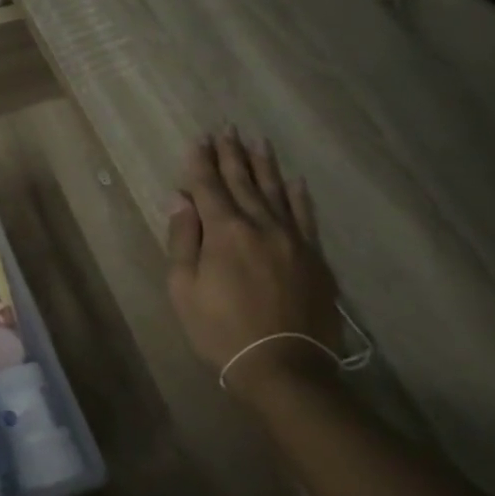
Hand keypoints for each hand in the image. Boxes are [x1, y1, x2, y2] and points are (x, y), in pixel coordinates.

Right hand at [165, 128, 343, 394]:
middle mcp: (260, 225)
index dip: (201, 163)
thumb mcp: (184, 289)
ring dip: (264, 165)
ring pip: (276, 192)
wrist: (284, 367)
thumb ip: (183, 240)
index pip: (209, 187)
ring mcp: (292, 239)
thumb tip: (180, 199)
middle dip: (232, 155)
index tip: (199, 140)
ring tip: (257, 142)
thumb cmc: (221, 331)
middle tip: (227, 129)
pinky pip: (306, 216)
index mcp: (225, 232)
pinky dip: (298, 196)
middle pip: (243, 182)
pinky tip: (294, 181)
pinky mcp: (314, 257)